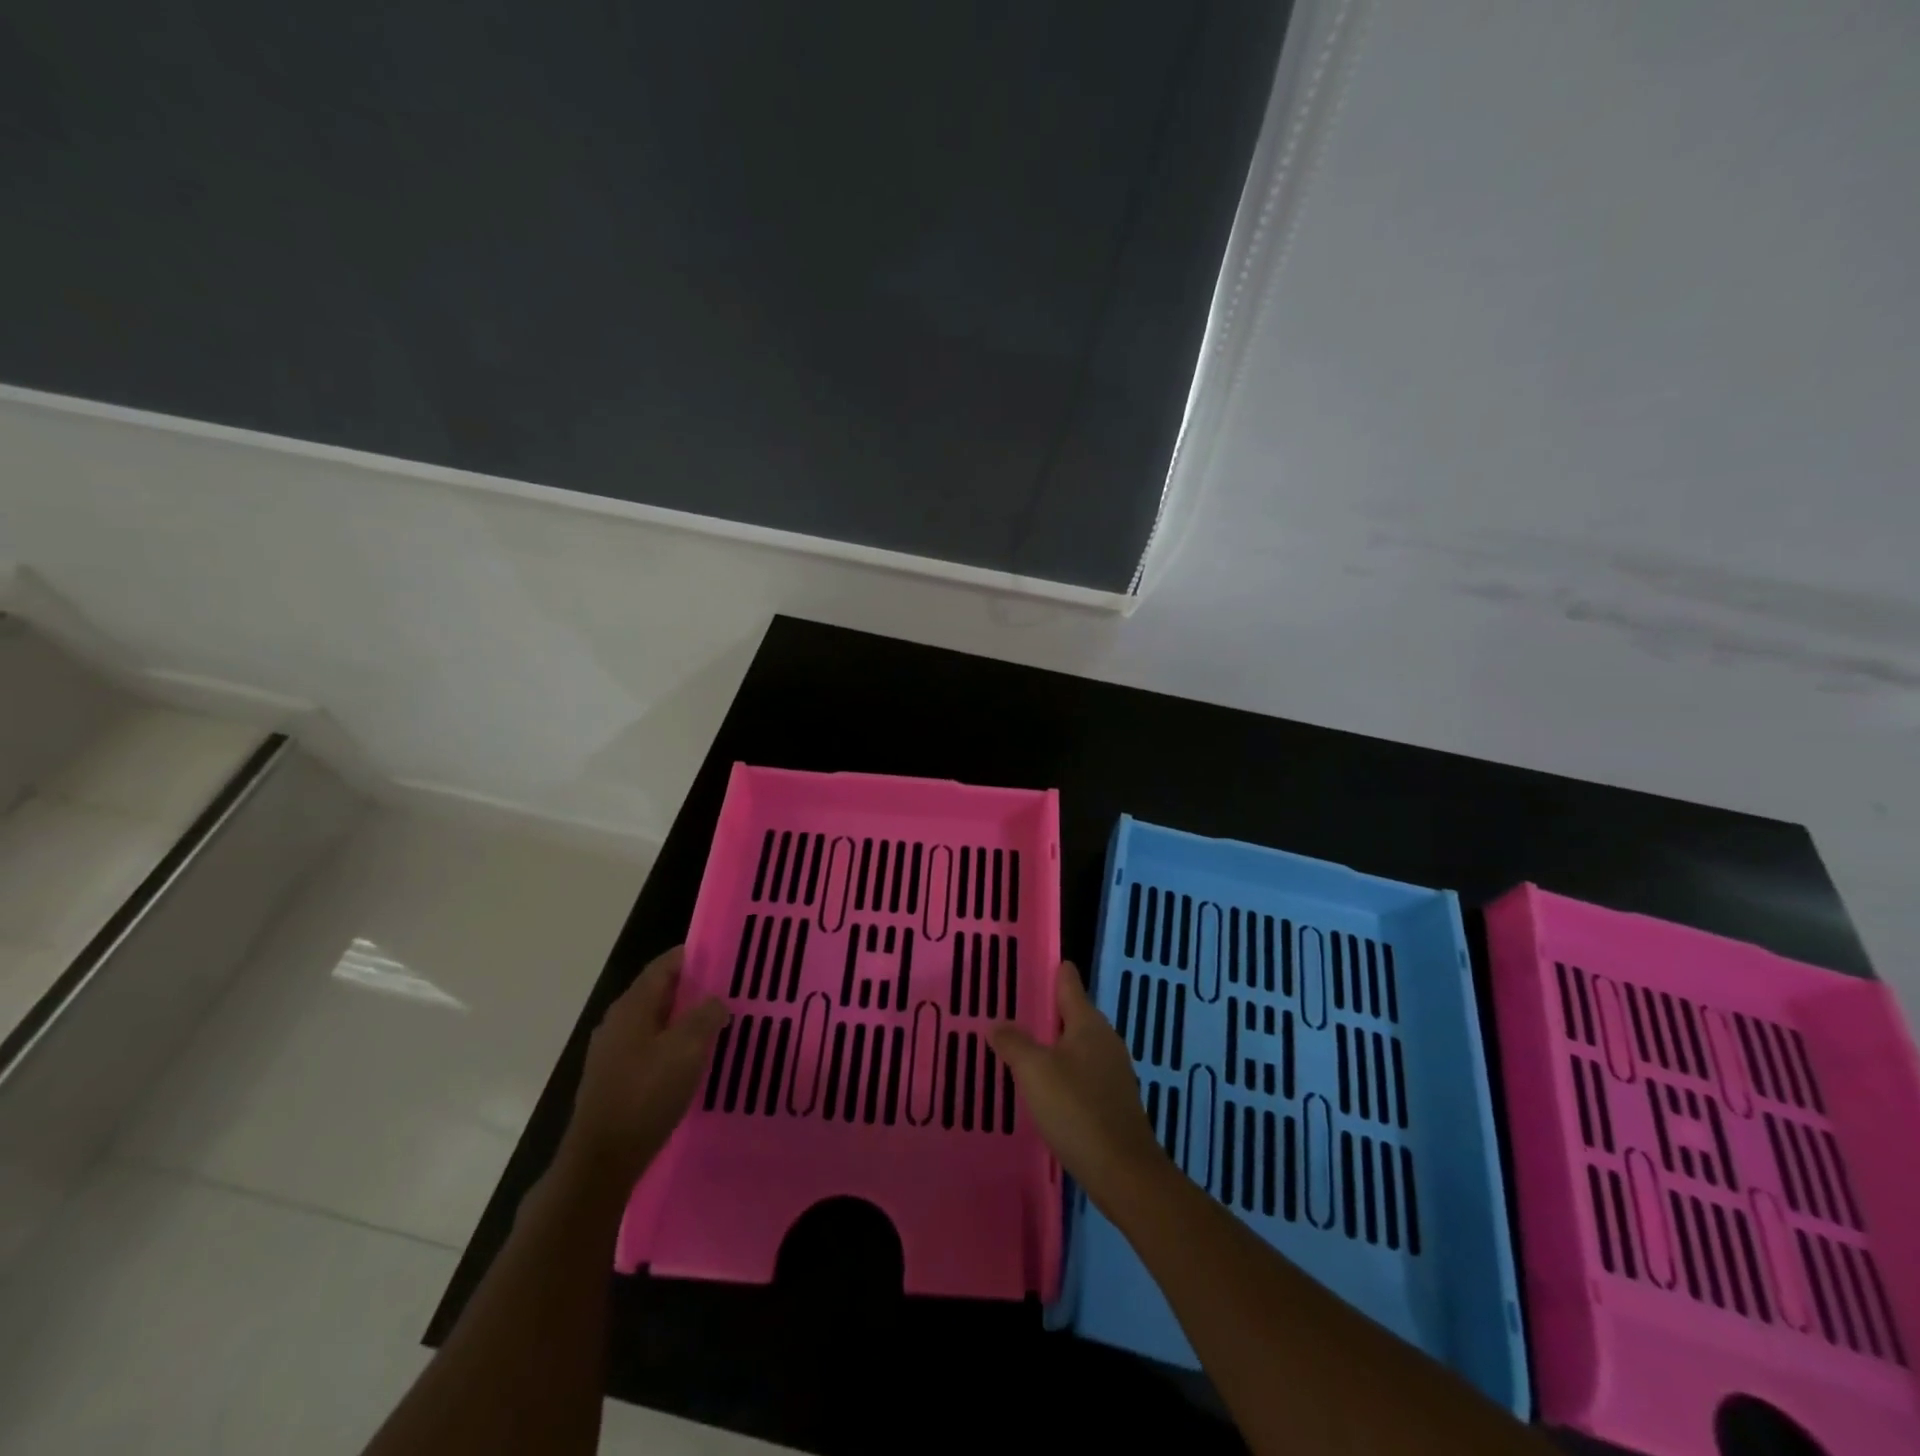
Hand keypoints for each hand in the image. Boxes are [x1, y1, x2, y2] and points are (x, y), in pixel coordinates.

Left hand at [558, 945, 727, 1192]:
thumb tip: (716, 1000)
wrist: (601, 1160)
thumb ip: (705, 1016)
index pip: (665, 965)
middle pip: (659, 991)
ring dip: (684, 1019)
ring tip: (717, 1024)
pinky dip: (672, 1044)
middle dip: (693, 989)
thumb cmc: (646, 1095)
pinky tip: (692, 1060)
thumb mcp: (687, 1049)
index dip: (694, 956)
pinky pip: (649, 1047)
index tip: (725, 957)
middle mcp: (618, 1021)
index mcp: (632, 1005)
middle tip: (729, 991)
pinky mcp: (614, 1078)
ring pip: (655, 1021)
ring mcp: (612, 1051)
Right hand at [991, 962, 1168, 1204]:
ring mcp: (1113, 1071)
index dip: (1052, 970)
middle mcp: (1105, 1040)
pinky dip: (1063, 1071)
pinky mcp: (1113, 1100)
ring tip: (1022, 1046)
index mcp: (1088, 1023)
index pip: (1069, 982)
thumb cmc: (1077, 1110)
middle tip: (1013, 1007)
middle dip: (1046, 1009)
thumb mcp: (1035, 1072)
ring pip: (1077, 1045)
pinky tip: (1044, 1086)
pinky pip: (1082, 1072)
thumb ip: (1013, 1043)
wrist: (1124, 1172)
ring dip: (1053, 1044)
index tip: (1030, 963)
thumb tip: (997, 1023)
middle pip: (1073, 1013)